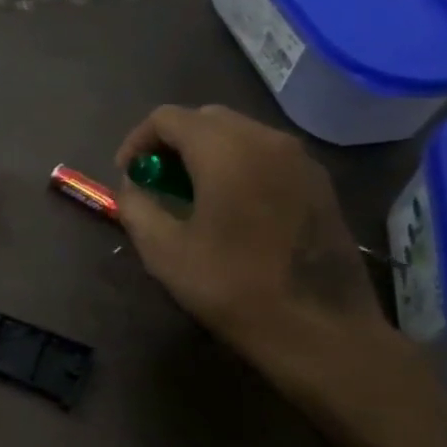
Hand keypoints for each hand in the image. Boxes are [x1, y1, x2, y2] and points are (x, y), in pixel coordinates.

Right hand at [114, 105, 395, 390]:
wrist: (319, 328)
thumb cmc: (230, 286)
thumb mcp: (163, 250)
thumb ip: (136, 206)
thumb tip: (132, 186)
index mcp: (226, 151)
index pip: (168, 118)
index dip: (137, 141)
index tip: (127, 174)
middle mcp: (268, 140)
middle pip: (206, 118)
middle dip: (171, 142)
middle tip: (154, 181)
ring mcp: (301, 160)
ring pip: (239, 133)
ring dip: (205, 152)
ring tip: (188, 193)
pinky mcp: (319, 183)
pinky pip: (266, 154)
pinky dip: (236, 164)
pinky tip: (228, 205)